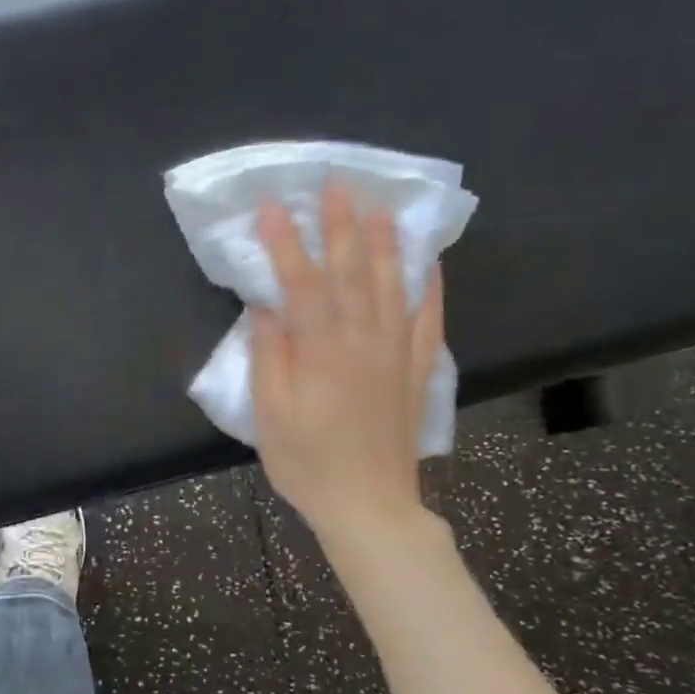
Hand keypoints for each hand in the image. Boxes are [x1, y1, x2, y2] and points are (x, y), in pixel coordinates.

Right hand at [250, 186, 443, 556]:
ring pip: (393, 288)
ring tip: (381, 208)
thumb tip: (265, 309)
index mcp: (323, 353)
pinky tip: (429, 265)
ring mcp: (396, 355)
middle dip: (343, 227)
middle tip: (337, 186)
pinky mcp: (416, 372)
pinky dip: (429, 289)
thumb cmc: (308, 463)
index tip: (272, 208)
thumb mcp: (271, 415)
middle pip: (354, 274)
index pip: (304, 285)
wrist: (369, 506)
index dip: (287, 244)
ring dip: (386, 245)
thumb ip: (270, 357)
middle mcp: (364, 343)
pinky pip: (428, 322)